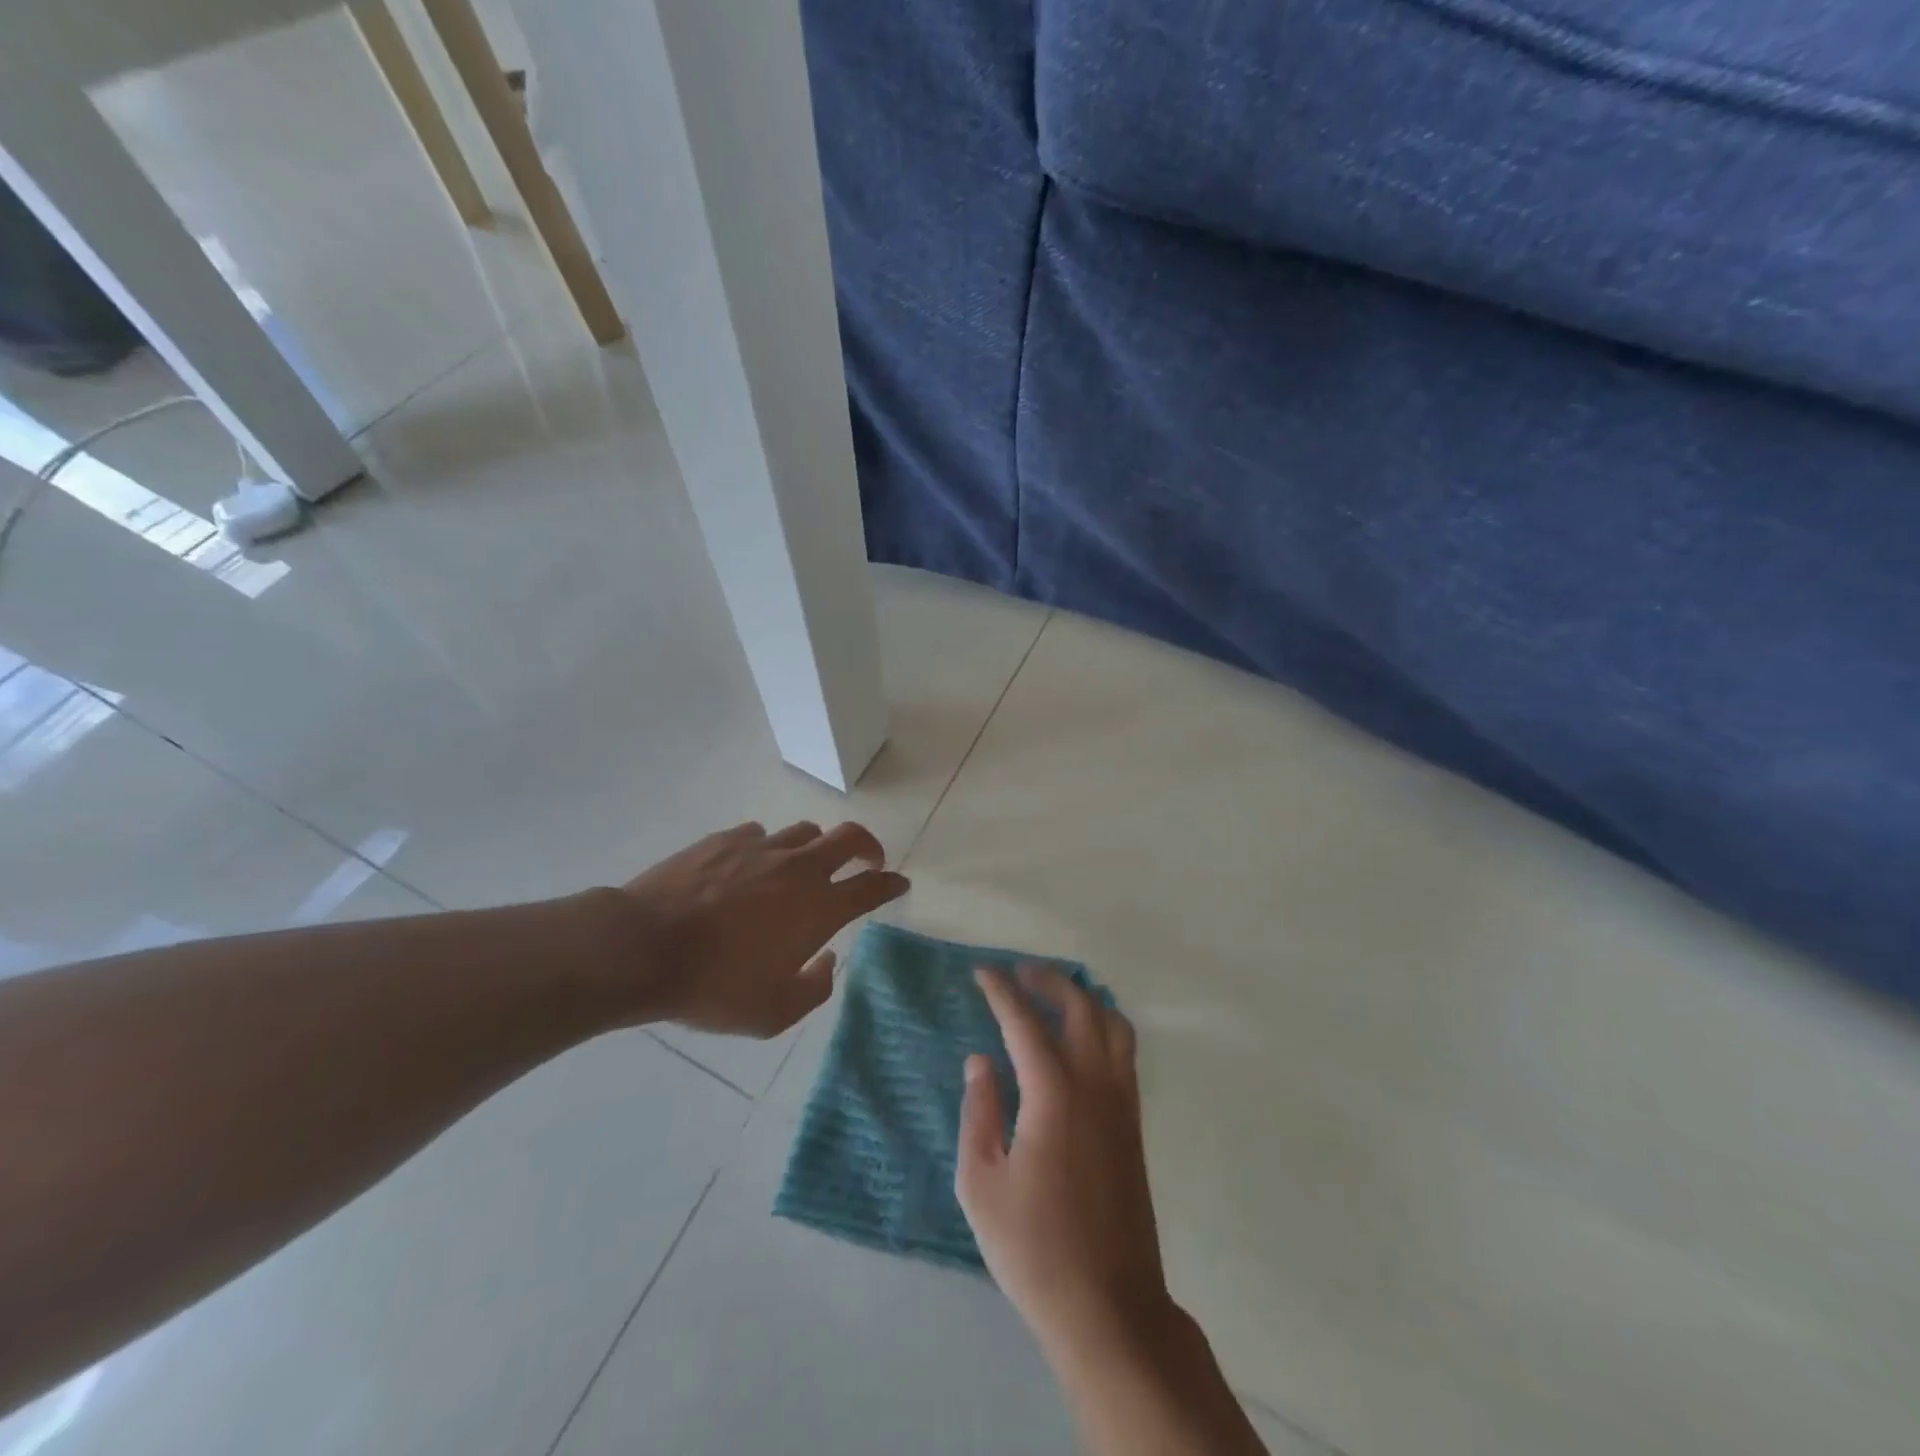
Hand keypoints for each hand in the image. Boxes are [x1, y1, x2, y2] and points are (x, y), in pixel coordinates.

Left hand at [615, 820, 908, 1036]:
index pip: (872, 887)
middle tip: (868, 859)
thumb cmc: (714, 986)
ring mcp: (762, 848)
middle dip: (868, 845)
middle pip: (850, 837)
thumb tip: (827, 960)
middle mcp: (800, 868)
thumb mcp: (772, 1013)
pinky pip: (760, 835)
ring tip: (804, 866)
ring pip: (805, 831)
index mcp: (819, 907)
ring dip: (816, 847)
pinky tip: (750, 867)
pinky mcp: (725, 839)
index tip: (899, 883)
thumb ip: (814, 988)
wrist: (644, 948)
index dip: (891, 884)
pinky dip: (767, 849)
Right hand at [956, 965, 1173, 1357]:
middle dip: (1048, 981)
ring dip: (1083, 998)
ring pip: (1113, 1024)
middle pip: (1080, 1007)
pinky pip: (1125, 1053)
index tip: (982, 972)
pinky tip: (1082, 1040)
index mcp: (1053, 1094)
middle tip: (1019, 973)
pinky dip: (1105, 1026)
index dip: (1001, 992)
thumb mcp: (981, 1183)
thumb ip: (979, 1111)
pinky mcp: (1134, 1124)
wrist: (1108, 1306)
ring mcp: (1122, 1103)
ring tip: (1054, 996)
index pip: (1024, 1023)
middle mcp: (1095, 1085)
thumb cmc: (1033, 1248)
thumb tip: (981, 1060)